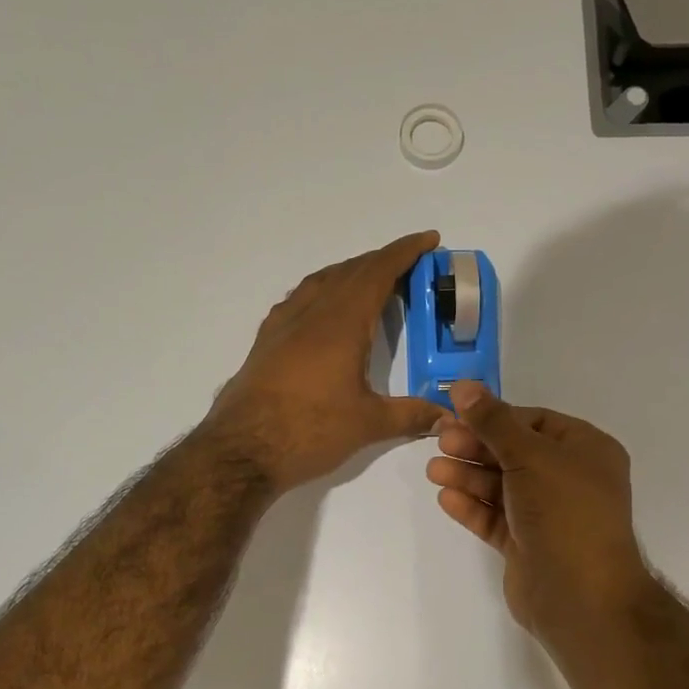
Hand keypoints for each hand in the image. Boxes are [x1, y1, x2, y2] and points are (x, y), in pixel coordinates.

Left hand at [204, 231, 449, 492]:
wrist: (242, 449)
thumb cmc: (309, 430)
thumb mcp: (368, 424)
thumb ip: (410, 415)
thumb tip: (446, 416)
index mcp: (341, 322)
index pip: (378, 272)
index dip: (405, 252)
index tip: (429, 239)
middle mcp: (311, 313)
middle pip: (350, 271)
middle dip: (382, 261)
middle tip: (410, 266)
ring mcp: (283, 324)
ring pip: (321, 281)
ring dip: (350, 273)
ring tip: (372, 282)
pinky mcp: (266, 341)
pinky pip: (299, 299)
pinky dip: (322, 291)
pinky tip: (325, 311)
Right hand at [426, 381, 654, 641]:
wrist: (581, 596)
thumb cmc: (565, 512)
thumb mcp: (530, 456)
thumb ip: (493, 421)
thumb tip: (463, 386)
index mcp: (585, 450)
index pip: (534, 422)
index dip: (494, 417)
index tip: (456, 415)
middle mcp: (569, 479)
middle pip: (514, 452)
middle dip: (476, 447)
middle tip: (440, 442)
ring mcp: (548, 514)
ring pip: (501, 486)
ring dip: (468, 476)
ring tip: (434, 471)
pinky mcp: (527, 544)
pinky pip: (496, 518)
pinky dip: (472, 507)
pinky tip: (446, 498)